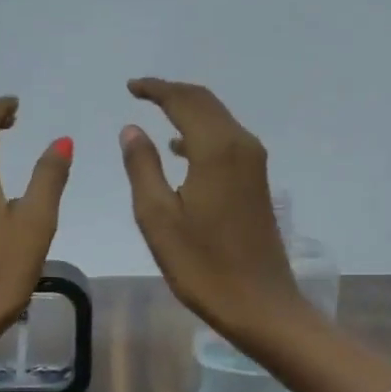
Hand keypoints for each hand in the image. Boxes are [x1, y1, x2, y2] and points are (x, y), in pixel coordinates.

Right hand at [120, 77, 305, 342]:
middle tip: (140, 93)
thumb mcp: (158, 218)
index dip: (156, 89)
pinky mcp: (257, 183)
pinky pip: (226, 142)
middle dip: (173, 94)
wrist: (260, 304)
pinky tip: (179, 150)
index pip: (184, 101)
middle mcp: (242, 146)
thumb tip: (132, 129)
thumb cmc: (202, 265)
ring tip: (155, 115)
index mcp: (216, 149)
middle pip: (205, 103)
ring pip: (218, 121)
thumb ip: (142, 167)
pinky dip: (201, 134)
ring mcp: (254, 165)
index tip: (130, 87)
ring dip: (188, 112)